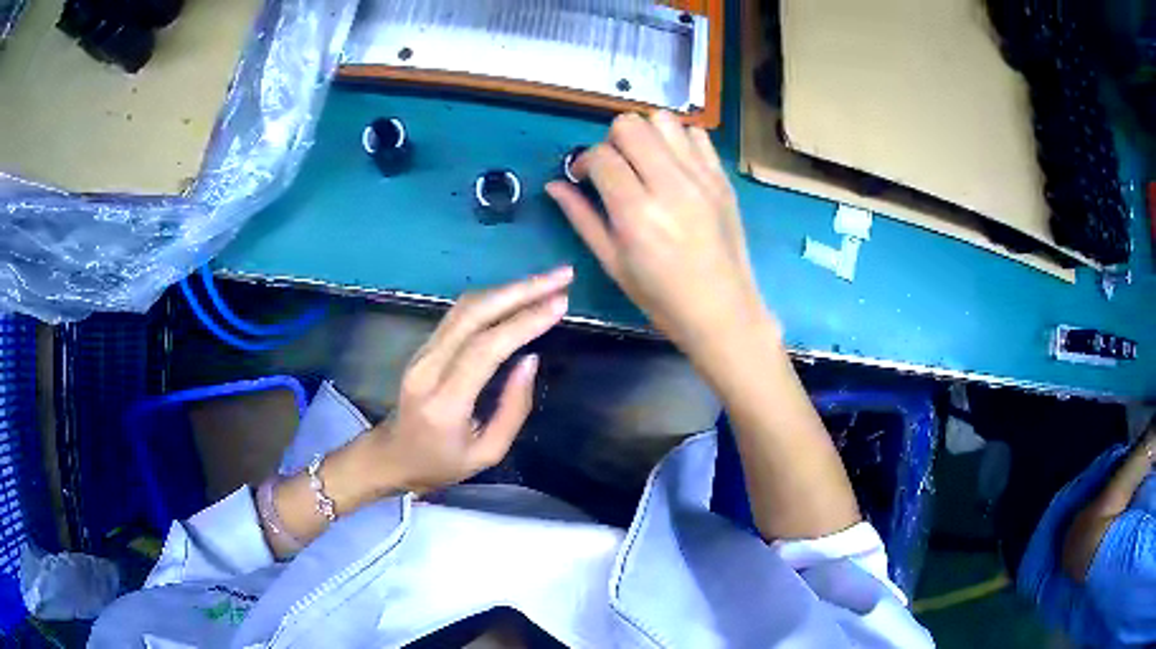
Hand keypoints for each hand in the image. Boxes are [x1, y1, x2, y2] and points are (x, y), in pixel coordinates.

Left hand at [366, 267, 571, 493]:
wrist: (391, 456)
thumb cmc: (441, 464)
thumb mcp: (487, 453)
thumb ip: (513, 409)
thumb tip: (531, 359)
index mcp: (445, 402)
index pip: (486, 349)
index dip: (524, 321)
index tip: (561, 302)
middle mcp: (428, 368)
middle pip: (475, 314)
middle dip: (522, 290)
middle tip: (562, 276)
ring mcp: (422, 352)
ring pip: (466, 306)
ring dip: (509, 288)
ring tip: (548, 280)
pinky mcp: (424, 345)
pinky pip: (460, 313)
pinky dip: (493, 298)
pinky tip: (518, 294)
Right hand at [547, 112, 769, 354]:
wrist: (723, 311)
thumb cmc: (661, 297)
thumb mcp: (612, 263)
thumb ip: (581, 217)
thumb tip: (554, 184)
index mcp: (636, 212)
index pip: (600, 156)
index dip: (582, 161)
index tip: (582, 177)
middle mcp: (670, 184)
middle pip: (630, 125)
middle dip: (611, 140)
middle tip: (614, 168)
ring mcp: (701, 177)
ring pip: (663, 119)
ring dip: (645, 134)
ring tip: (644, 162)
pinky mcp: (722, 177)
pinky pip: (696, 133)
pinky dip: (677, 139)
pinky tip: (673, 165)